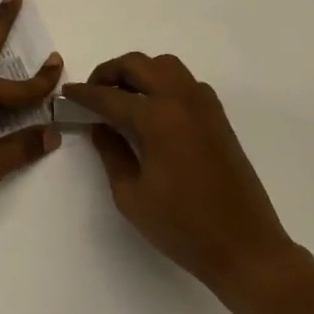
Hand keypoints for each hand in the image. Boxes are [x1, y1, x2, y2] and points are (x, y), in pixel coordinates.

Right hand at [61, 53, 298, 298]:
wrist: (247, 249)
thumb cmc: (183, 228)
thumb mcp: (131, 196)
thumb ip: (111, 153)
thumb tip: (100, 126)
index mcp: (157, 118)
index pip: (110, 96)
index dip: (84, 94)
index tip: (67, 93)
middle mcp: (180, 100)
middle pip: (138, 64)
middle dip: (110, 72)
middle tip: (93, 91)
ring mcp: (203, 105)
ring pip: (164, 65)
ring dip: (139, 71)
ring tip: (122, 95)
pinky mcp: (218, 116)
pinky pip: (185, 81)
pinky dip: (163, 82)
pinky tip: (154, 109)